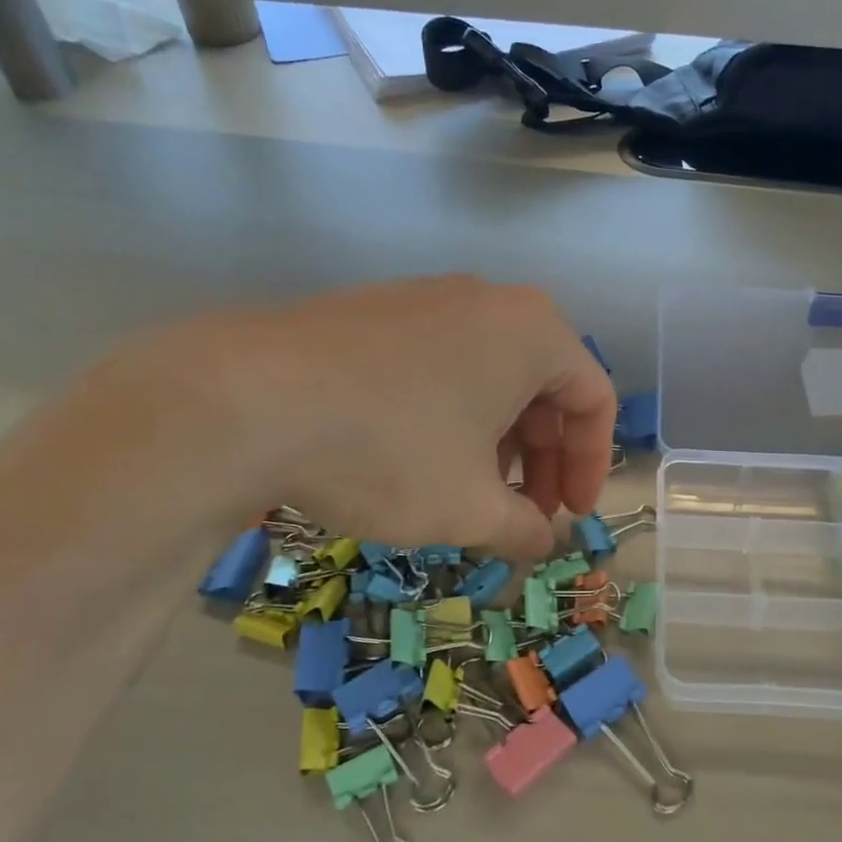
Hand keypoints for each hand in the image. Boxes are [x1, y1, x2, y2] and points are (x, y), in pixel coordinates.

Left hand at [111, 277, 615, 558]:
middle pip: (543, 386)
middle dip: (543, 458)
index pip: (594, 400)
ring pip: (490, 376)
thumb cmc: (391, 450)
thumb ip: (524, 528)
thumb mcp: (469, 506)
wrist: (248, 399)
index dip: (592, 466)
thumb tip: (542, 543)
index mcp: (533, 332)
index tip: (570, 517)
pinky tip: (422, 459)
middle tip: (526, 513)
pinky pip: (442, 365)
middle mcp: (489, 301)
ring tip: (474, 494)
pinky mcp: (377, 311)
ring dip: (499, 441)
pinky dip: (453, 415)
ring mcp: (428, 299)